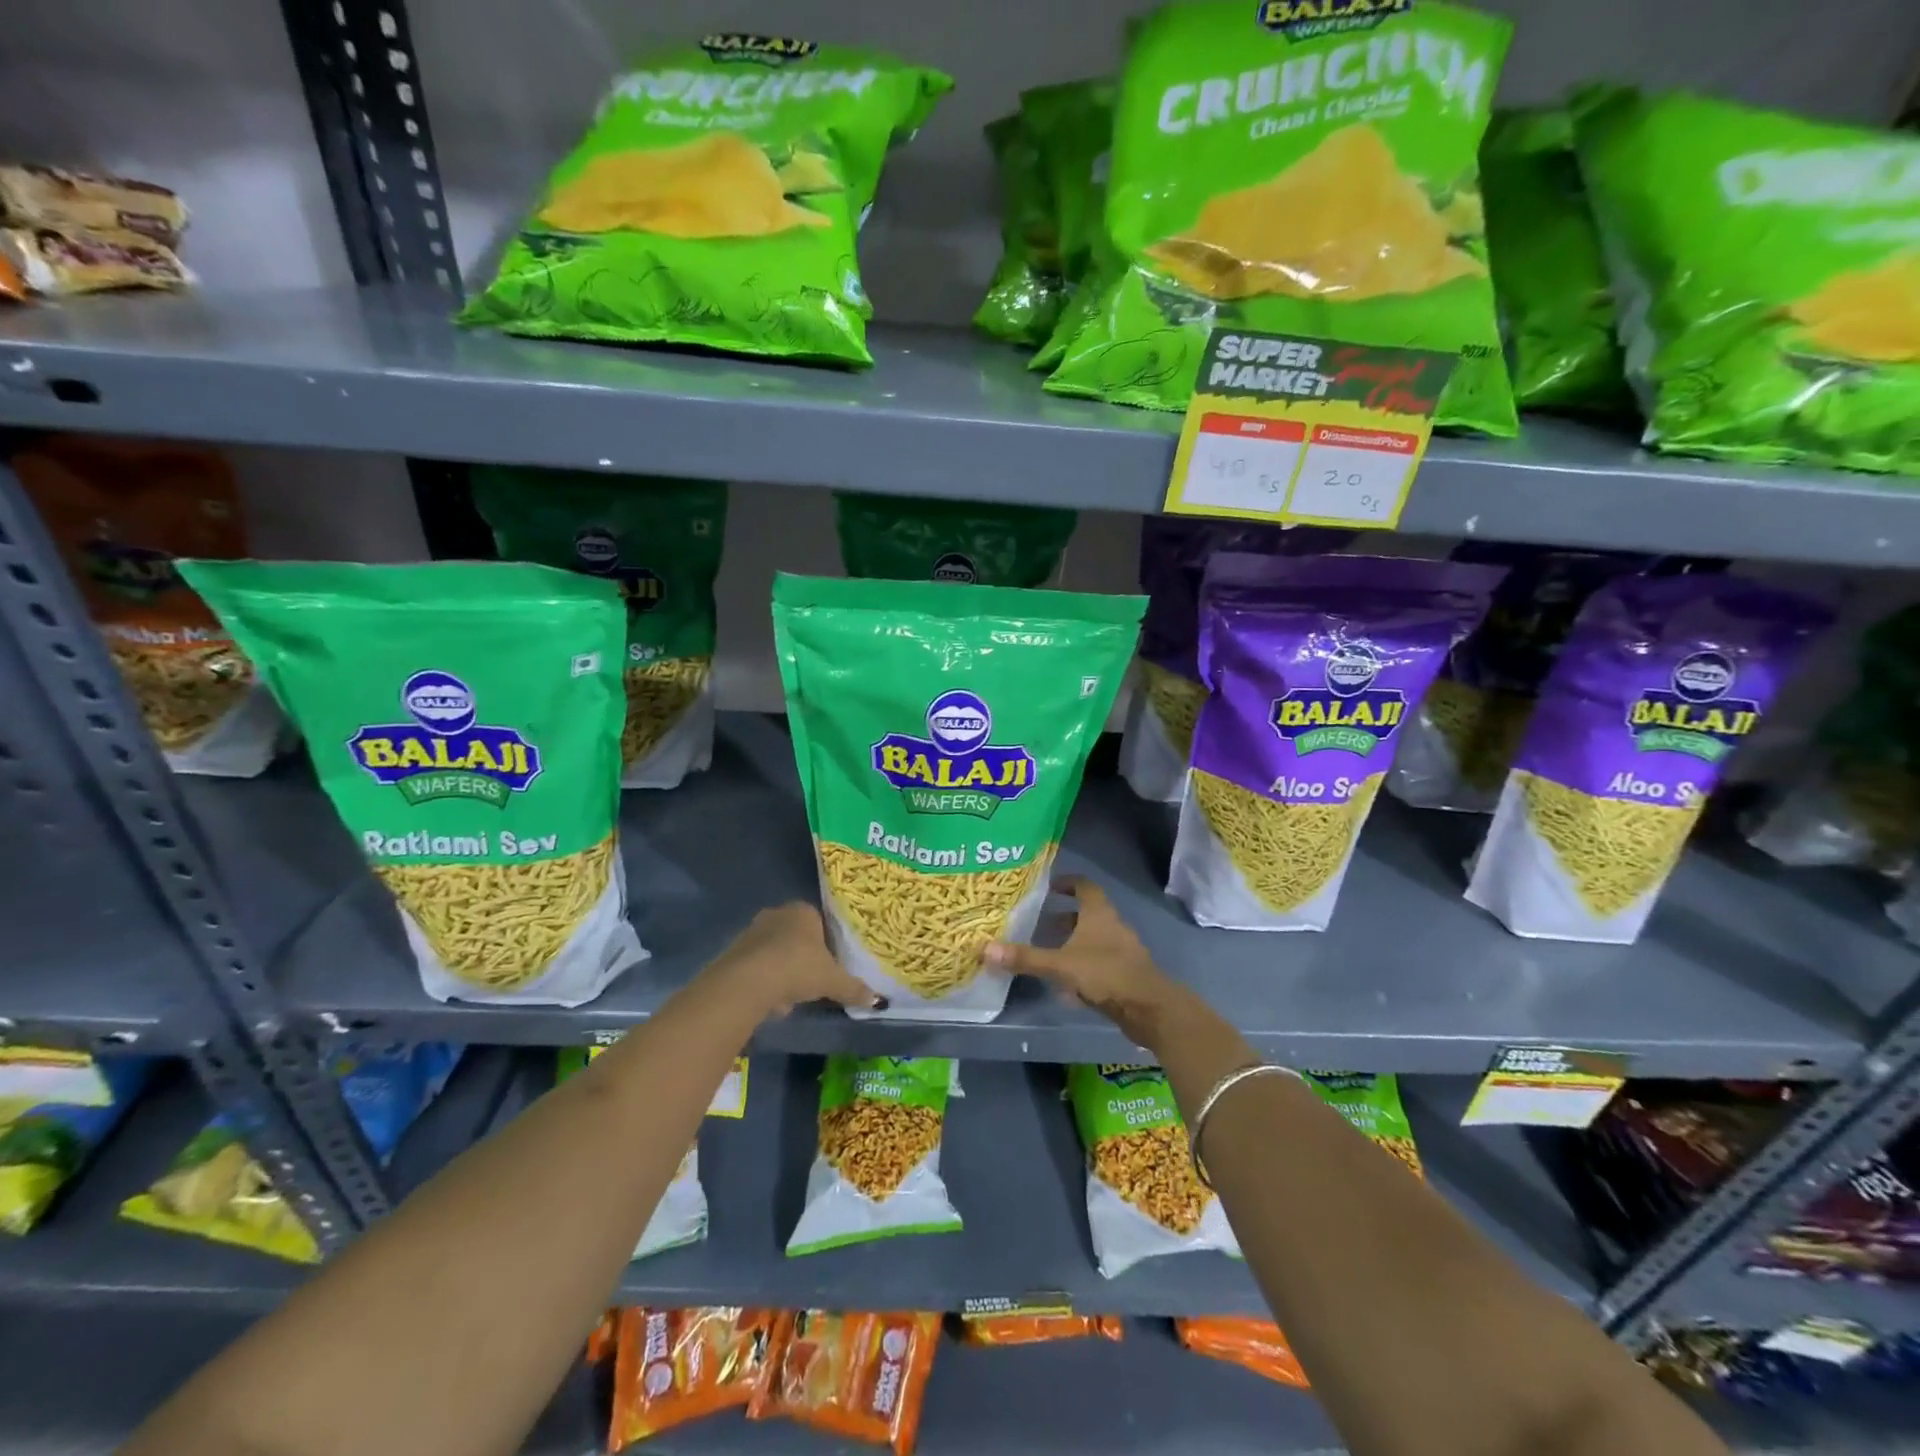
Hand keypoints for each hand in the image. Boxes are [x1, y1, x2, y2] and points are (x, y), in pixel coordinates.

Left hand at [703, 902, 879, 1017]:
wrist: (747, 981)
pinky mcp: (734, 950)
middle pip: (796, 935)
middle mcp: (777, 913)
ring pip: (775, 950)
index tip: (830, 964)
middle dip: (803, 956)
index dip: (826, 943)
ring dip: (783, 969)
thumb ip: (854, 988)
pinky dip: (765, 980)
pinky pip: (757, 964)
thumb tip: (876, 1001)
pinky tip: (770, 1000)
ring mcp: (752, 930)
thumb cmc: (798, 968)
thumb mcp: (833, 981)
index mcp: (803, 911)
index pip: (820, 922)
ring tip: (791, 995)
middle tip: (812, 979)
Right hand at [985, 877, 1189, 1050]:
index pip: (1084, 886)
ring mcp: (1122, 950)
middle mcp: (1113, 926)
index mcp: (1099, 913)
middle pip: (1088, 913)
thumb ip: (1026, 958)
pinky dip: (1083, 963)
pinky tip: (1067, 982)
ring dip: (1073, 941)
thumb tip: (985, 948)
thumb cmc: (1105, 974)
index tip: (1048, 888)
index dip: (1067, 883)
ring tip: (1049, 951)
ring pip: (1094, 938)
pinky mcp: (1126, 973)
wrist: (1150, 1008)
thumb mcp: (1060, 965)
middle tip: (1039, 922)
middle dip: (1064, 917)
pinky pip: (1100, 960)